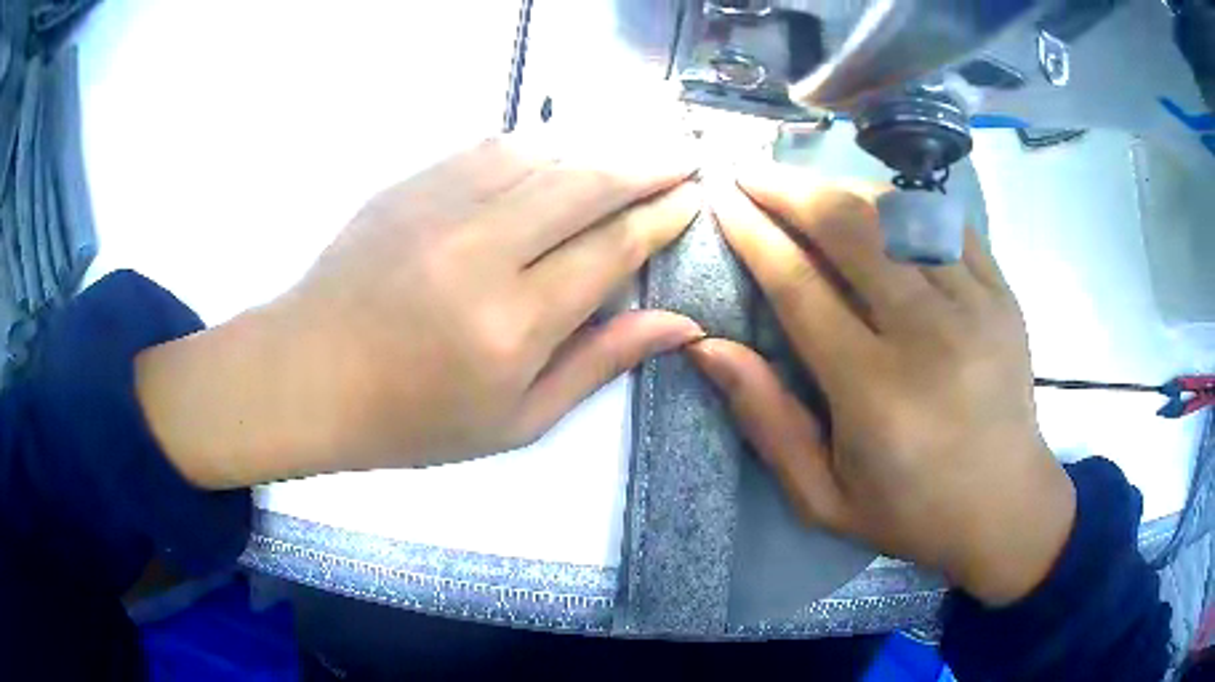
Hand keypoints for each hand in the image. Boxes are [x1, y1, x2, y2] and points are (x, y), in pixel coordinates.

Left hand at [136, 134, 703, 487]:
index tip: (694, 197)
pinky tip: (555, 157)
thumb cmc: (412, 418)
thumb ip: (599, 363)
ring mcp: (438, 206)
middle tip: (684, 156)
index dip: (662, 217)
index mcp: (512, 324)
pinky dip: (537, 147)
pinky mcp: (409, 185)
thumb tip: (678, 324)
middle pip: (586, 184)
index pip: (612, 249)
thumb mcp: (517, 421)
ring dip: (596, 150)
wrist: (309, 375)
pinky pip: (491, 147)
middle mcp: (481, 251)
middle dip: (647, 165)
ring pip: (542, 153)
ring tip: (629, 156)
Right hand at [691, 164, 1074, 605]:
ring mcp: (975, 306)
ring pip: (898, 212)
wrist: (1007, 507)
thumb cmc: (911, 513)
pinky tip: (877, 207)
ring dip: (840, 189)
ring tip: (806, 186)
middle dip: (789, 188)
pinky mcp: (1003, 294)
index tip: (721, 199)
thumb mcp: (823, 498)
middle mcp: (928, 335)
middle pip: (849, 227)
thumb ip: (767, 422)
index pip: (800, 285)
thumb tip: (707, 347)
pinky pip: (945, 223)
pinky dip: (903, 205)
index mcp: (876, 392)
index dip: (753, 233)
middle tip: (751, 172)